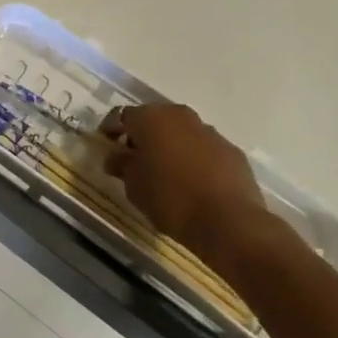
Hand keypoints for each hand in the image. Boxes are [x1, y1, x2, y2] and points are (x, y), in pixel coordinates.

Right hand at [100, 104, 282, 262]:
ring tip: (164, 172)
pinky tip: (191, 182)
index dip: (111, 129)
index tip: (106, 145)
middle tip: (133, 159)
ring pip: (180, 132)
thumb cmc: (171, 199)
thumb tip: (116, 158)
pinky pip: (203, 148)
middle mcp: (180, 115)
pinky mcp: (231, 150)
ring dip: (170, 146)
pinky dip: (193, 158)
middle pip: (153, 119)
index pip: (121, 116)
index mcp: (151, 118)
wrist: (229, 222)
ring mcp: (209, 131)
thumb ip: (122, 166)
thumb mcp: (134, 187)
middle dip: (142, 136)